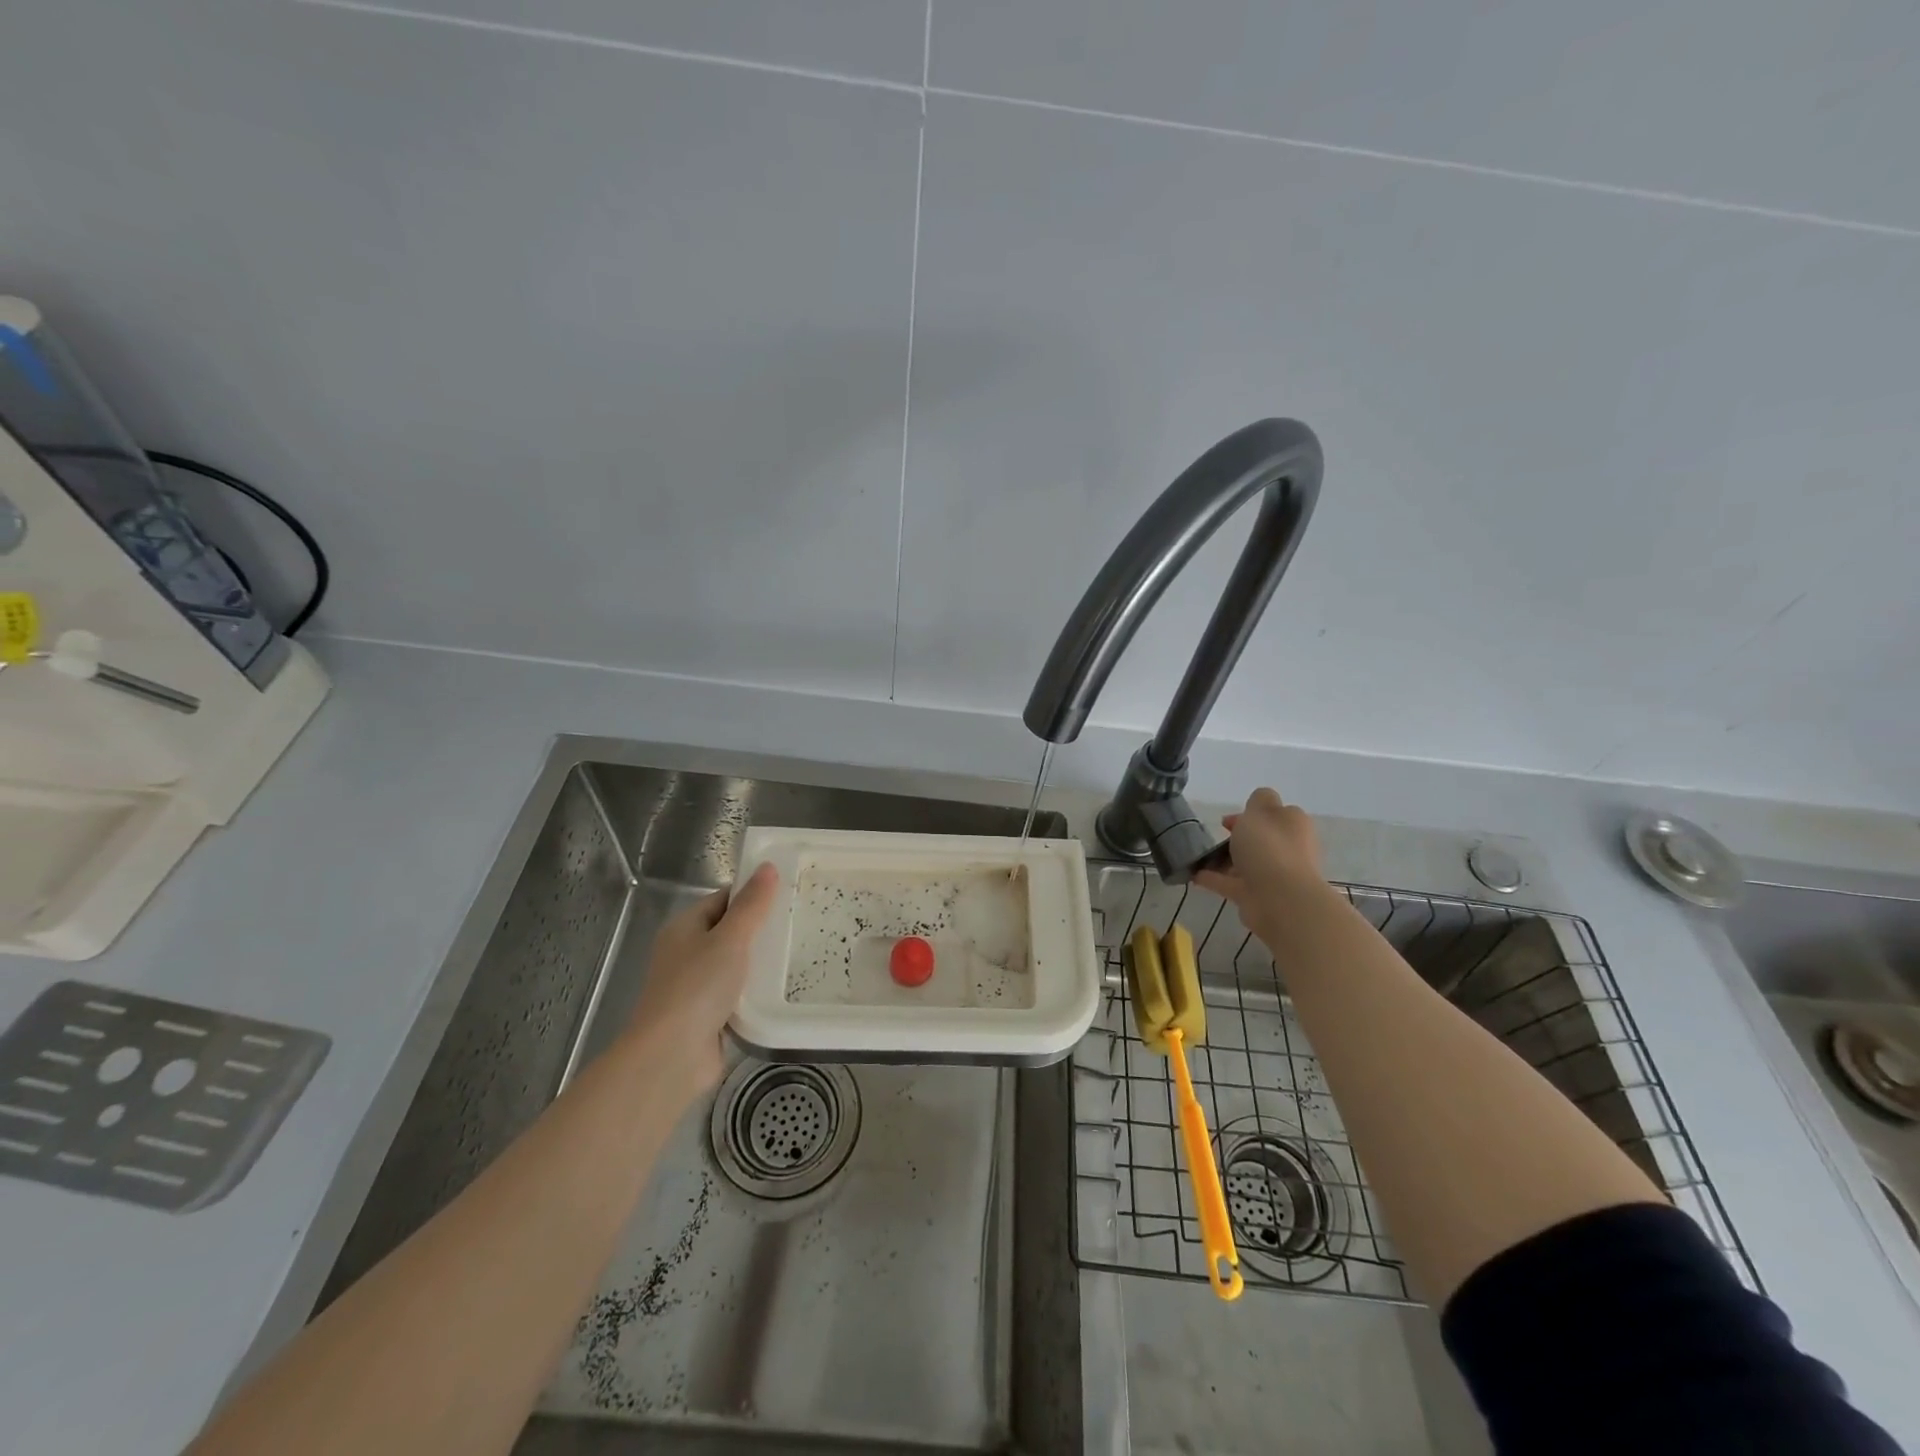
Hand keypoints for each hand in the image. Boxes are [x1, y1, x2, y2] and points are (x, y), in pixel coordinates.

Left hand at [625, 863, 779, 1092]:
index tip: (788, 894)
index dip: (752, 895)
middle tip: (799, 923)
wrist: (671, 1056)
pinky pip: (737, 994)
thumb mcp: (730, 939)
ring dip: (760, 963)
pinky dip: (755, 992)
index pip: (722, 899)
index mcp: (684, 928)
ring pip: (735, 964)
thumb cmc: (697, 987)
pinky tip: (782, 989)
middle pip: (729, 931)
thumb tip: (767, 867)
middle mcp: (686, 953)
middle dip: (760, 929)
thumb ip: (752, 905)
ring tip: (799, 952)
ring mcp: (695, 986)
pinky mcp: (707, 1015)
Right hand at [1195, 788, 1329, 945]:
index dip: (1252, 813)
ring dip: (1225, 860)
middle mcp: (1288, 850)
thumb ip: (1259, 800)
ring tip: (1198, 856)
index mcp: (1293, 826)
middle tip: (1215, 835)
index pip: (1275, 814)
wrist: (1279, 899)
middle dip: (1239, 837)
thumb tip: (1259, 805)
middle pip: (1261, 839)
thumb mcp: (1261, 810)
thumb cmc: (1270, 847)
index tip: (1227, 819)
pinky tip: (1193, 874)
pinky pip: (1231, 883)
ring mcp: (1273, 875)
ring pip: (1246, 863)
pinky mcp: (1257, 896)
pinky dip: (1214, 878)